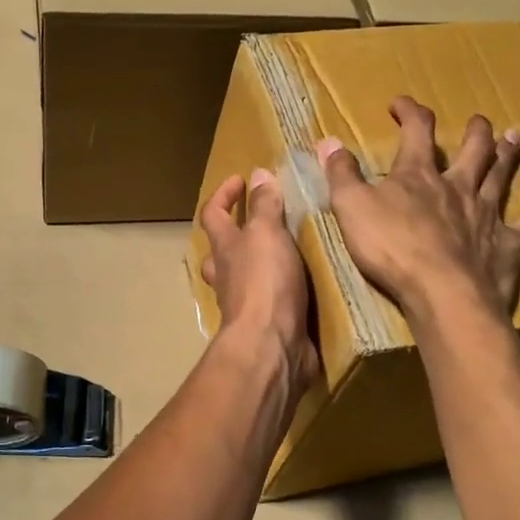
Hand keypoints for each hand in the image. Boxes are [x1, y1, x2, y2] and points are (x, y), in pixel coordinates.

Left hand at [199, 169, 318, 386]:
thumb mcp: (267, 234)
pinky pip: (271, 303)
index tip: (241, 179)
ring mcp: (244, 305)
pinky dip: (283, 293)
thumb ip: (264, 205)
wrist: (271, 346)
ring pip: (244, 280)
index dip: (223, 194)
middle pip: (221, 252)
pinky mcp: (266, 327)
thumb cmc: (265, 283)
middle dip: (236, 235)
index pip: (212, 214)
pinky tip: (306, 287)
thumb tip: (257, 174)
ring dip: (260, 266)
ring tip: (291, 252)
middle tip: (262, 222)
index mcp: (224, 249)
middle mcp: (228, 276)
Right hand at [318, 97, 519, 320]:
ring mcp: (486, 215)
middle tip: (479, 120)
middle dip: (474, 132)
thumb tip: (329, 141)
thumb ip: (341, 174)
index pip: (416, 131)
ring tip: (515, 138)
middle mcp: (457, 187)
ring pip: (501, 177)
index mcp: (418, 176)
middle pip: (472, 150)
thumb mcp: (351, 208)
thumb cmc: (391, 248)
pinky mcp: (506, 245)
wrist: (442, 292)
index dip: (409, 112)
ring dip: (507, 157)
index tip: (400, 103)